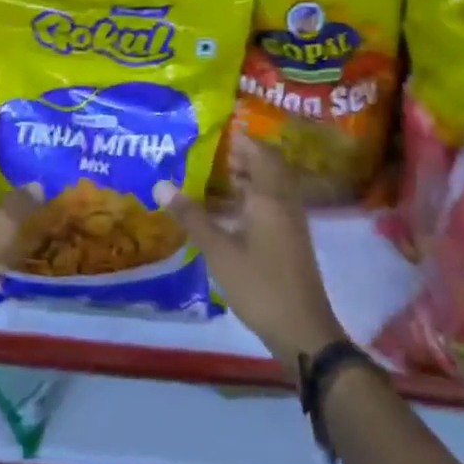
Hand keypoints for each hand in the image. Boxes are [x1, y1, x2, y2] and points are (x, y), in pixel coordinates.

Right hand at [156, 139, 346, 379]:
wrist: (303, 332)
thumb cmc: (260, 284)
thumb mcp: (219, 250)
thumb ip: (191, 216)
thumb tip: (160, 183)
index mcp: (270, 196)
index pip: (260, 152)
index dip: (240, 139)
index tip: (214, 131)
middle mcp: (284, 202)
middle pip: (268, 167)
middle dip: (242, 156)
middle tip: (209, 152)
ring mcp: (291, 223)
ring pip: (270, 187)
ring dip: (247, 177)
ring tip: (213, 176)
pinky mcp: (290, 241)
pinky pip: (272, 205)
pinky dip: (252, 198)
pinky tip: (228, 212)